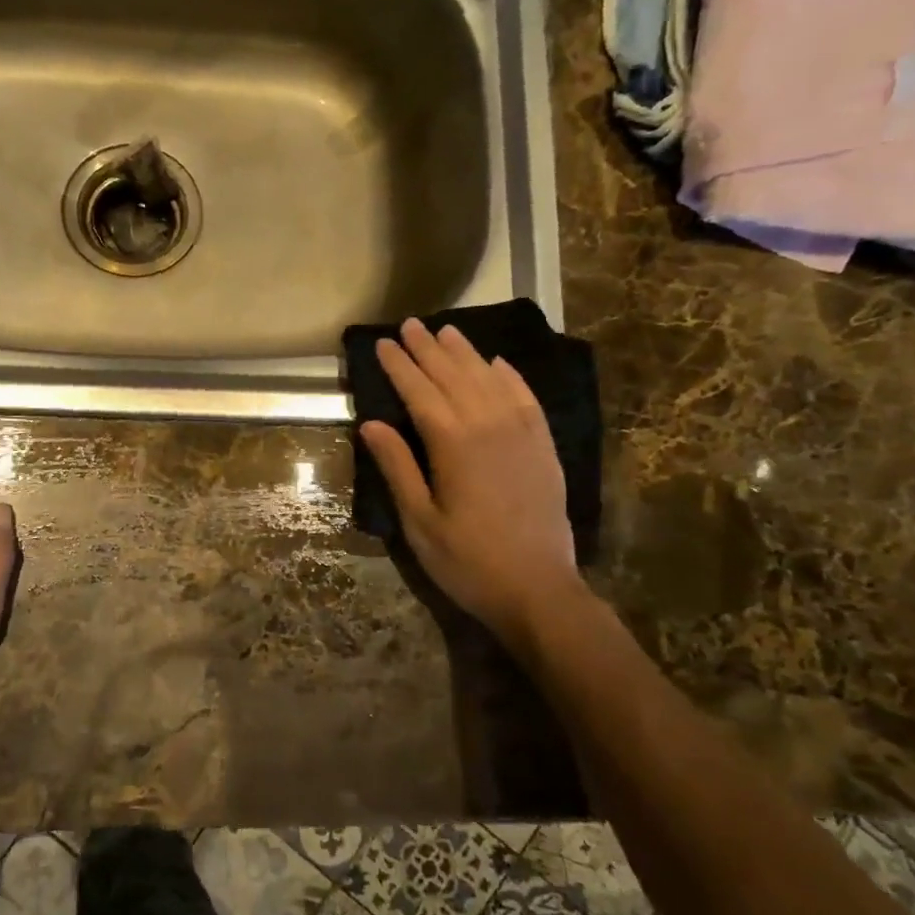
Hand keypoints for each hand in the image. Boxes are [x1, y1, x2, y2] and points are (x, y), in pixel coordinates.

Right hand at [359, 319, 579, 634]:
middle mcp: (489, 426)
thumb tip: (371, 424)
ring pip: (489, 379)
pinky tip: (498, 363)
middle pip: (453, 376)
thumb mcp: (419, 521)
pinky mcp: (543, 446)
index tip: (383, 343)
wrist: (538, 589)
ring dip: (466, 353)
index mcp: (453, 444)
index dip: (399, 366)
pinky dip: (510, 376)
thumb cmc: (467, 560)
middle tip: (410, 325)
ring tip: (447, 331)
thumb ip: (397, 467)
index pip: (419, 391)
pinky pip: (526, 398)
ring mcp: (522, 433)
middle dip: (428, 349)